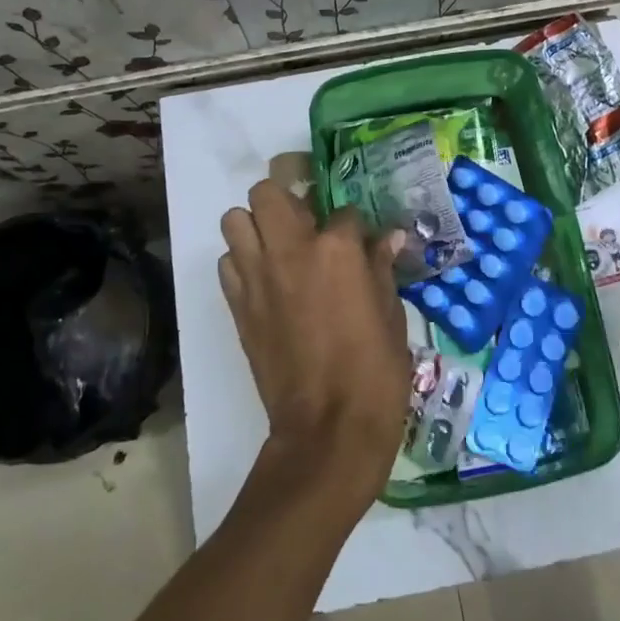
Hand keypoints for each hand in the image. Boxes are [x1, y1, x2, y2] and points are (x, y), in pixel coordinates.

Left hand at [218, 180, 409, 500]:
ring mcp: (257, 276)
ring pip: (234, 219)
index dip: (355, 224)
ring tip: (280, 247)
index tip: (362, 241)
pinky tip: (266, 281)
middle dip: (287, 198)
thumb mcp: (392, 314)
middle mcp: (290, 250)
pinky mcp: (237, 305)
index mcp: (337, 248)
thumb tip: (389, 238)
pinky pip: (227, 263)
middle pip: (268, 191)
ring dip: (256, 225)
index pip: (344, 210)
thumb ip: (382, 268)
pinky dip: (242, 261)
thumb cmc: (375, 370)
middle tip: (306, 222)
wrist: (328, 429)